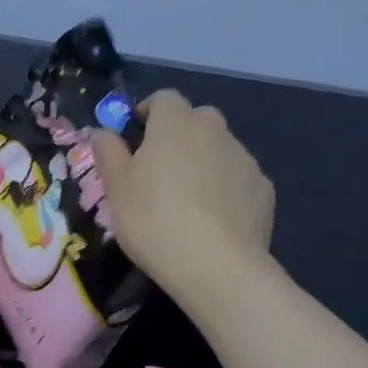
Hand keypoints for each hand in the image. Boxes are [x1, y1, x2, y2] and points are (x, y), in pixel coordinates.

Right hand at [90, 90, 274, 296]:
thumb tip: (102, 131)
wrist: (218, 268)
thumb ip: (108, 152)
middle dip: (178, 135)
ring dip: (203, 161)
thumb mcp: (116, 188)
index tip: (135, 140)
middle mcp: (214, 129)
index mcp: (175, 122)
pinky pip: (238, 177)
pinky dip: (226, 187)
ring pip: (219, 148)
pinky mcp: (264, 188)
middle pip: (195, 120)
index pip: (163, 98)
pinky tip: (215, 219)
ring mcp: (244, 158)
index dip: (147, 113)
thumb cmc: (155, 221)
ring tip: (189, 201)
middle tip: (160, 171)